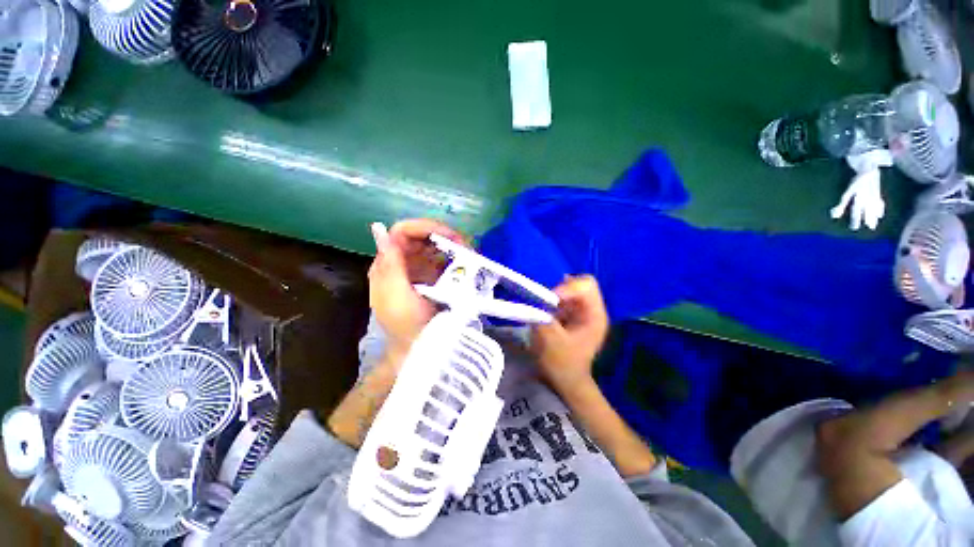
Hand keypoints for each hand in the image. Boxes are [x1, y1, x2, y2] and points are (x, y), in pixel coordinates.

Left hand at [368, 219, 466, 367]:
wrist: (418, 349)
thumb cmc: (406, 325)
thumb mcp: (396, 296)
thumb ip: (389, 263)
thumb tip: (379, 228)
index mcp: (388, 264)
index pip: (402, 232)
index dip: (424, 228)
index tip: (449, 236)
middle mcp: (402, 263)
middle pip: (421, 237)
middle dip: (443, 236)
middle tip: (464, 246)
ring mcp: (418, 270)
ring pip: (434, 247)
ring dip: (452, 246)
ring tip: (469, 254)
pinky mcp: (432, 278)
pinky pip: (443, 261)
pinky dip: (455, 259)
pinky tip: (466, 264)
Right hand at [531, 275, 608, 394]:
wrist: (566, 381)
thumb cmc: (561, 364)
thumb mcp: (549, 340)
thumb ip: (541, 316)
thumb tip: (534, 298)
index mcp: (595, 315)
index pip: (587, 285)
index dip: (568, 287)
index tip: (550, 299)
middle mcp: (593, 310)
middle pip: (580, 283)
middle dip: (561, 289)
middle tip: (546, 302)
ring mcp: (584, 312)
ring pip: (570, 289)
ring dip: (556, 295)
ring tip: (545, 309)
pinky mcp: (574, 314)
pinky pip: (564, 298)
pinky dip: (553, 301)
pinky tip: (547, 313)